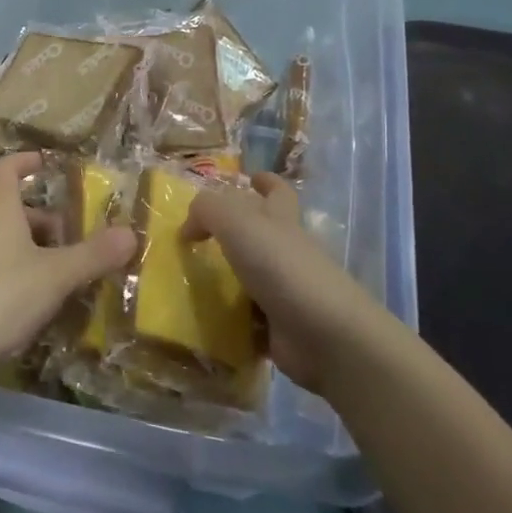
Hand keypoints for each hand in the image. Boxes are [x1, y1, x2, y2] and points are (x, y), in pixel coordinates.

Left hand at [0, 153, 136, 382]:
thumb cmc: (0, 297)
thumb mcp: (56, 275)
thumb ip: (94, 254)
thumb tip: (131, 233)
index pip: (7, 168)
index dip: (27, 161)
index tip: (50, 164)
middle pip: (15, 210)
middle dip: (48, 220)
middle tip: (80, 238)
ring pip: (8, 243)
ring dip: (39, 252)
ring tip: (70, 274)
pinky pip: (0, 271)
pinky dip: (24, 277)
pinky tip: (45, 304)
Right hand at [186, 172, 381, 395]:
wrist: (323, 334)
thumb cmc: (281, 266)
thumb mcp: (236, 222)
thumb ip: (206, 211)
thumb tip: (188, 227)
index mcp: (281, 220)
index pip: (278, 193)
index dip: (266, 182)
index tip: (251, 178)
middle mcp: (286, 252)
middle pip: (265, 235)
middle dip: (239, 232)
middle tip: (203, 236)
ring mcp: (286, 292)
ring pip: (253, 278)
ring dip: (227, 279)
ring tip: (190, 278)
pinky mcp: (280, 328)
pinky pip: (248, 319)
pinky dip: (229, 320)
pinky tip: (201, 320)